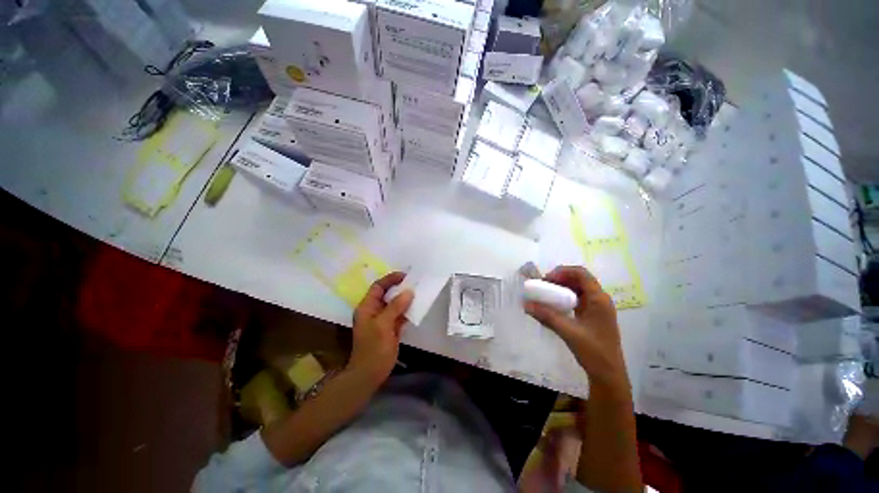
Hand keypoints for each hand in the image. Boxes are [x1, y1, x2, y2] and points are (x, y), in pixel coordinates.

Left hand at [349, 272, 413, 384]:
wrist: (370, 374)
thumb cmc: (373, 348)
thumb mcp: (383, 325)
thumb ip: (395, 307)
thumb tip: (409, 291)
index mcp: (367, 307)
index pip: (378, 287)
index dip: (390, 279)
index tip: (405, 275)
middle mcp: (374, 310)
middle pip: (387, 294)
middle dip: (400, 287)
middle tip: (415, 282)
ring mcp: (383, 320)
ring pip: (395, 304)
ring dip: (405, 298)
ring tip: (419, 292)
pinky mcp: (390, 328)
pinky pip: (400, 315)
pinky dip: (407, 310)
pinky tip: (417, 307)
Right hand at [524, 266, 629, 395]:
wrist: (608, 374)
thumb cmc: (593, 351)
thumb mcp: (568, 331)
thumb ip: (547, 316)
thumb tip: (526, 305)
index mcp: (598, 299)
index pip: (581, 273)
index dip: (563, 272)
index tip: (546, 279)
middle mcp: (600, 299)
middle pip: (579, 279)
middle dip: (560, 279)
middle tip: (543, 286)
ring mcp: (597, 307)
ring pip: (578, 289)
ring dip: (561, 288)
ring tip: (546, 294)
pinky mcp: (592, 315)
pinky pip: (577, 299)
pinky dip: (565, 298)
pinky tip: (554, 305)